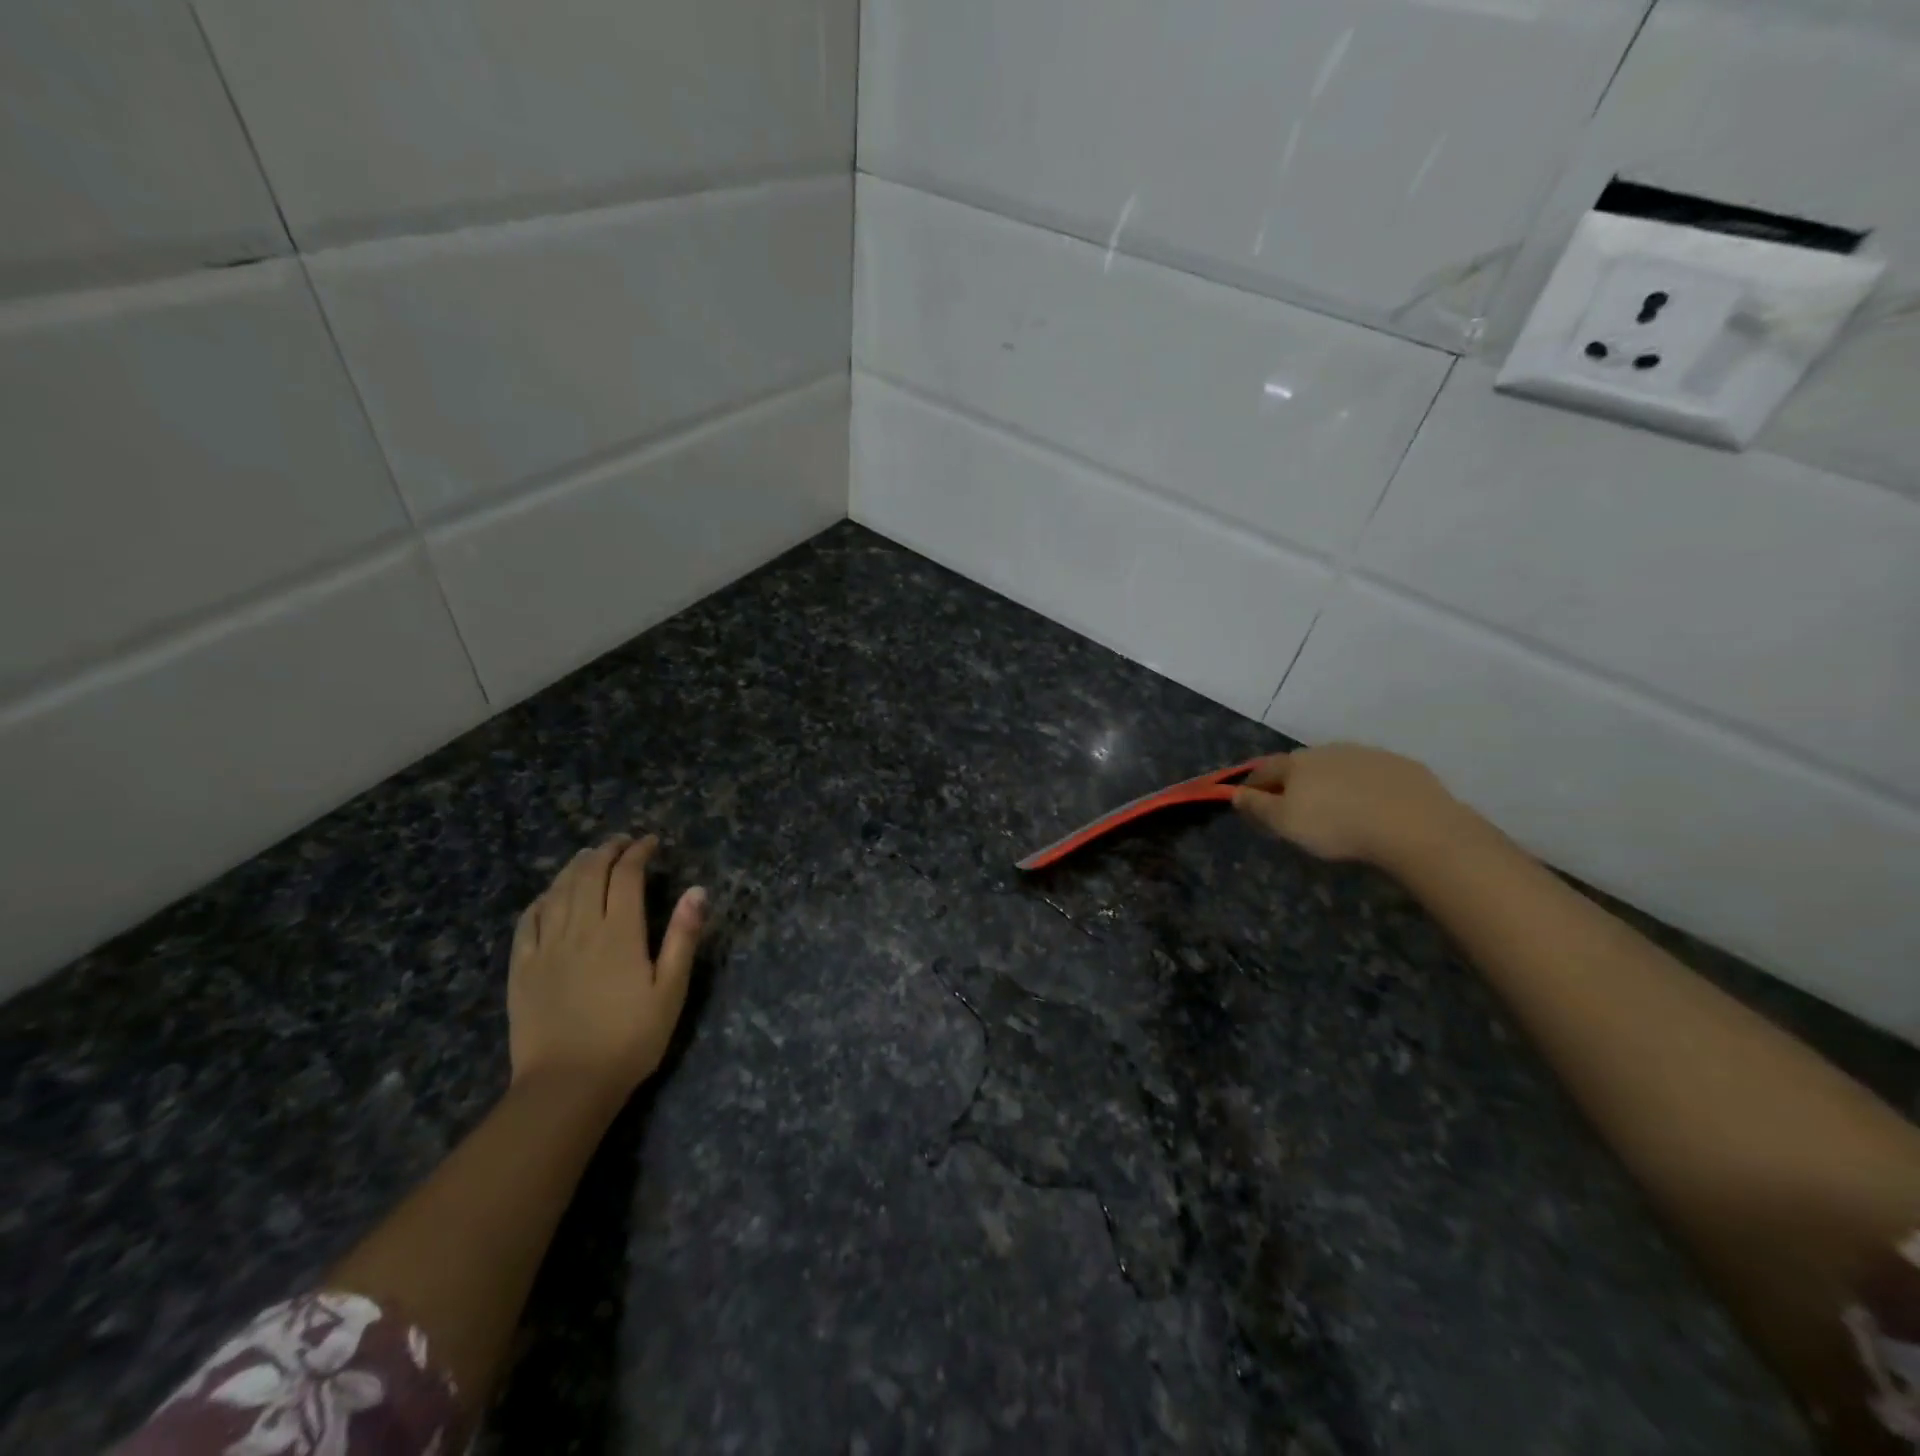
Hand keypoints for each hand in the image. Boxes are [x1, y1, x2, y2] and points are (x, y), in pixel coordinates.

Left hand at [508, 835, 706, 1096]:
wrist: (567, 1085)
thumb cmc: (630, 1039)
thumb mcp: (671, 990)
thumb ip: (683, 937)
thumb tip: (697, 890)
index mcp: (620, 932)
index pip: (627, 876)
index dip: (638, 852)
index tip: (651, 842)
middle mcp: (581, 929)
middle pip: (589, 874)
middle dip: (607, 851)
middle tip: (621, 842)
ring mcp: (546, 947)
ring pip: (558, 891)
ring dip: (575, 867)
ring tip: (589, 856)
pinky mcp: (522, 968)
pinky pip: (528, 922)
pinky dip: (541, 899)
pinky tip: (549, 896)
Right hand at [1232, 744, 1468, 869]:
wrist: (1412, 824)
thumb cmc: (1336, 825)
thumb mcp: (1285, 823)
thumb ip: (1258, 807)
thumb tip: (1235, 793)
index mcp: (1296, 763)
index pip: (1264, 769)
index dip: (1252, 785)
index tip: (1248, 800)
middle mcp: (1327, 751)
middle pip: (1301, 765)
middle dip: (1292, 782)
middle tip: (1292, 806)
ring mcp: (1366, 754)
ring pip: (1337, 767)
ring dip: (1329, 782)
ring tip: (1335, 808)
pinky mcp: (1400, 766)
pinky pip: (1372, 775)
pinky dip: (1364, 787)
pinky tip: (1372, 807)